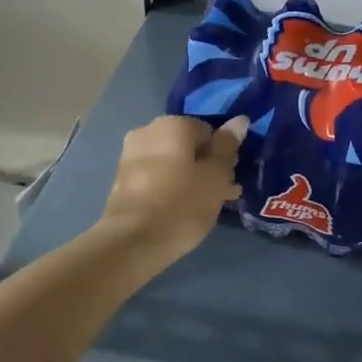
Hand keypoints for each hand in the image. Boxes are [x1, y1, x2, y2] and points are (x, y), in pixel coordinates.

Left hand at [97, 114, 247, 269]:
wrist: (131, 242)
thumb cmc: (181, 204)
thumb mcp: (215, 176)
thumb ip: (227, 146)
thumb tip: (240, 120)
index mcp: (173, 124)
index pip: (210, 131)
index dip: (224, 156)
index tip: (230, 180)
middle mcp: (148, 130)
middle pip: (189, 145)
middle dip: (207, 166)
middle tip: (222, 194)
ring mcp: (131, 155)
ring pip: (172, 161)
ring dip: (191, 178)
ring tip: (205, 206)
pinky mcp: (121, 179)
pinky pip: (156, 175)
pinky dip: (171, 186)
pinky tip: (182, 209)